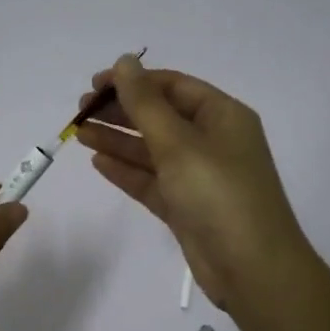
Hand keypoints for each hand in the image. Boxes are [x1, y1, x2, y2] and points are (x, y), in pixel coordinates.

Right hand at [75, 55, 312, 309]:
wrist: (251, 269)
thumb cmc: (218, 194)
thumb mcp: (179, 143)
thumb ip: (145, 103)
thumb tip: (125, 60)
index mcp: (222, 116)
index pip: (172, 86)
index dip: (133, 81)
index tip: (93, 85)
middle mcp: (213, 141)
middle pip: (160, 116)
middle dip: (121, 111)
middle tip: (80, 112)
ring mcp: (199, 176)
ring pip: (152, 149)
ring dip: (118, 139)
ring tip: (78, 133)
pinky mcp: (187, 207)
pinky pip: (152, 180)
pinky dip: (127, 170)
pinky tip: (98, 162)